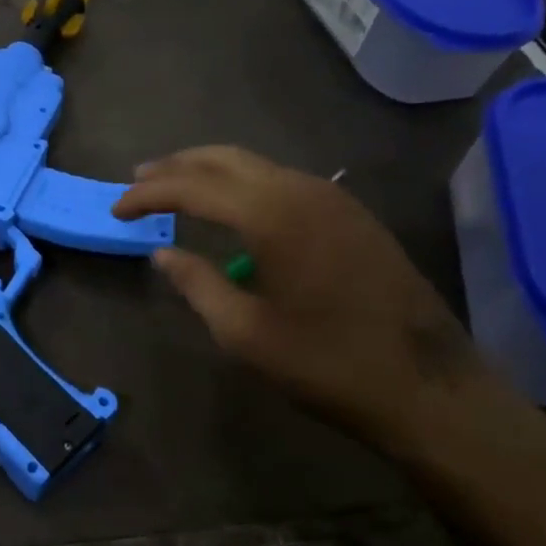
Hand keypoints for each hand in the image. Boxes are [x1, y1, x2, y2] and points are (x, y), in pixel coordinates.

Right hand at [113, 145, 533, 463]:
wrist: (428, 387)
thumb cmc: (326, 363)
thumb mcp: (244, 332)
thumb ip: (196, 284)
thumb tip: (162, 254)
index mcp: (272, 215)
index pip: (193, 187)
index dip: (148, 195)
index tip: (116, 209)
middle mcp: (303, 191)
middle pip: (225, 159)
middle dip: (176, 167)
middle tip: (138, 181)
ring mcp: (334, 200)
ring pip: (258, 166)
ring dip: (211, 171)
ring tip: (175, 187)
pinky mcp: (352, 216)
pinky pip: (284, 182)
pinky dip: (244, 184)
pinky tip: (232, 207)